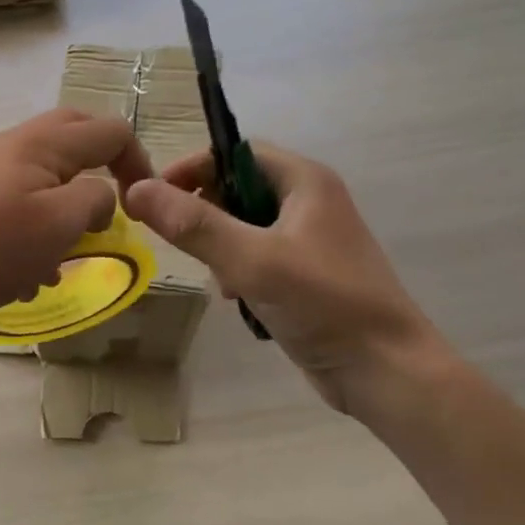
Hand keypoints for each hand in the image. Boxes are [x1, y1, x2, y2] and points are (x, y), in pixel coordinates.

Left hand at [0, 108, 153, 327]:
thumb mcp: (58, 226)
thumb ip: (94, 200)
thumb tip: (101, 194)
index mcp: (41, 143)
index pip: (109, 130)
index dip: (137, 161)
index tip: (141, 205)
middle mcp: (9, 143)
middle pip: (71, 138)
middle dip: (98, 171)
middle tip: (107, 212)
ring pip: (37, 175)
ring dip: (59, 209)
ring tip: (57, 261)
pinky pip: (7, 198)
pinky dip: (27, 224)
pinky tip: (17, 270)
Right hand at [124, 144, 455, 421]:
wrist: (386, 372)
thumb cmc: (324, 303)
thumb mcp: (252, 260)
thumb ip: (194, 225)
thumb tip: (137, 189)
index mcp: (305, 181)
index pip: (236, 152)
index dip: (194, 168)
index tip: (156, 196)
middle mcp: (309, 202)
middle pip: (238, 189)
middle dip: (207, 214)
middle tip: (185, 243)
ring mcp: (310, 240)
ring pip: (244, 227)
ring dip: (221, 248)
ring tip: (220, 279)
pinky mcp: (307, 274)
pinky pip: (259, 257)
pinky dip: (241, 272)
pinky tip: (238, 300)